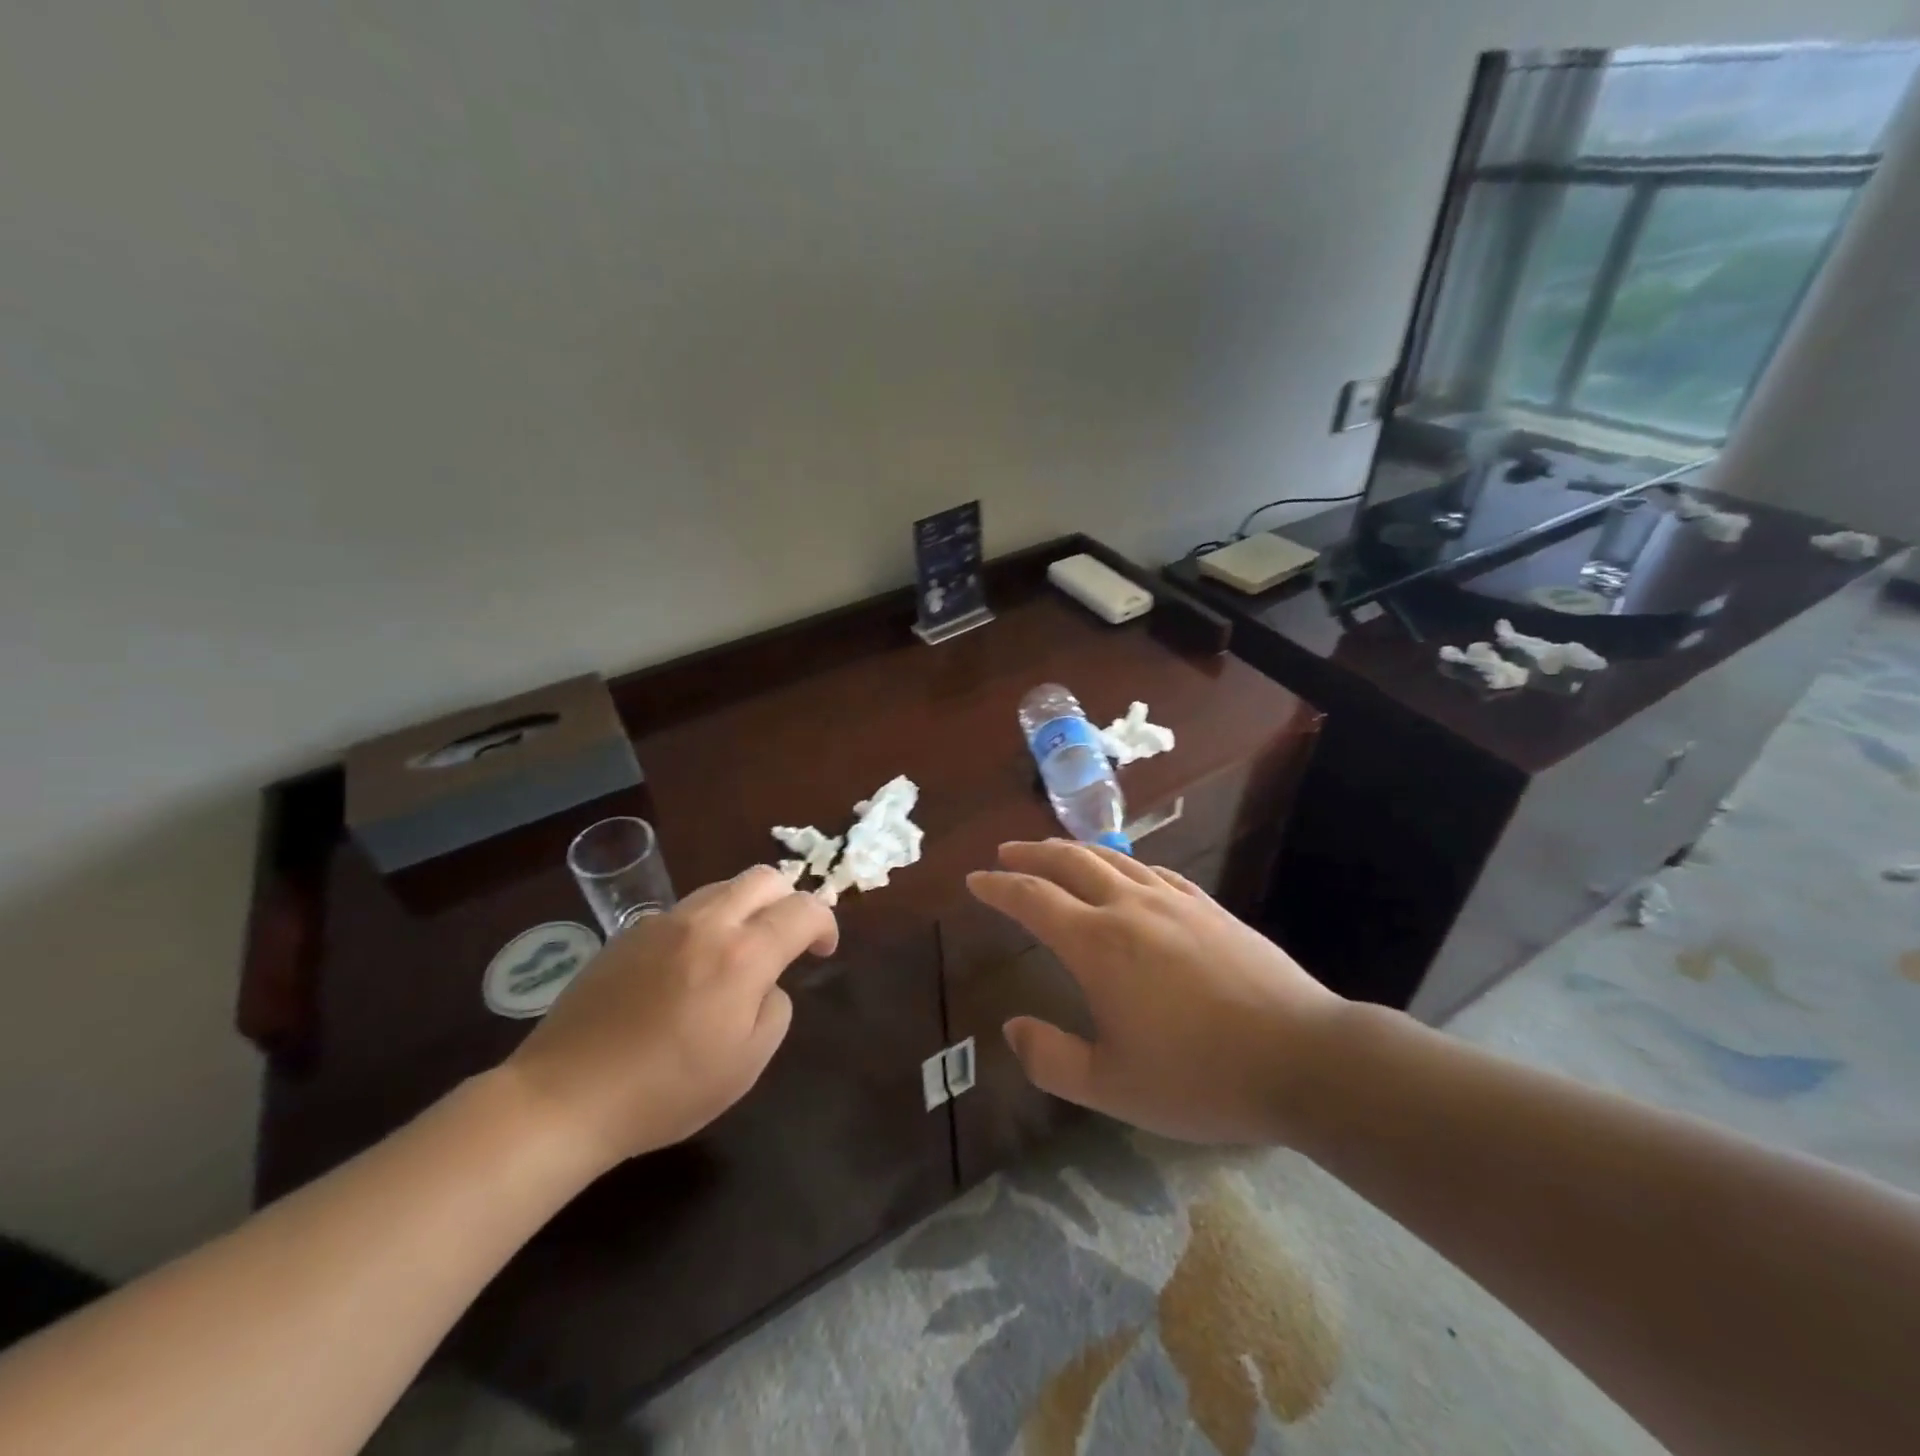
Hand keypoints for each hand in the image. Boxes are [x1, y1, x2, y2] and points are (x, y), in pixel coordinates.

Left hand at [504, 865, 837, 1169]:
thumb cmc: (665, 1090)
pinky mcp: (628, 933)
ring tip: (739, 952)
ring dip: (747, 908)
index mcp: (743, 955)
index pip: (803, 909)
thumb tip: (766, 983)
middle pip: (764, 878)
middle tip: (787, 939)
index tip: (822, 951)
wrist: (564, 1096)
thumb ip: (775, 1009)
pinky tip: (689, 968)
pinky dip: (706, 924)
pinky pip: (684, 910)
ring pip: (723, 887)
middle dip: (788, 900)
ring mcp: (663, 922)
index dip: (825, 924)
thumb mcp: (746, 1064)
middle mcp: (707, 923)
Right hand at [967, 841, 1343, 1145]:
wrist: (1303, 1057)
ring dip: (1074, 851)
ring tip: (1055, 852)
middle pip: (1070, 863)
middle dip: (1031, 854)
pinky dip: (1124, 864)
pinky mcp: (1210, 908)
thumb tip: (1012, 1028)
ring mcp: (1175, 902)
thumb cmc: (1201, 1077)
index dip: (999, 887)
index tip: (975, 880)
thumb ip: (1052, 1059)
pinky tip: (1126, 872)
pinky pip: (1154, 871)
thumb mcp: (1113, 1088)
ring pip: (1112, 859)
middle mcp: (1130, 908)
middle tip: (1006, 853)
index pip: (1033, 899)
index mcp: (1098, 944)